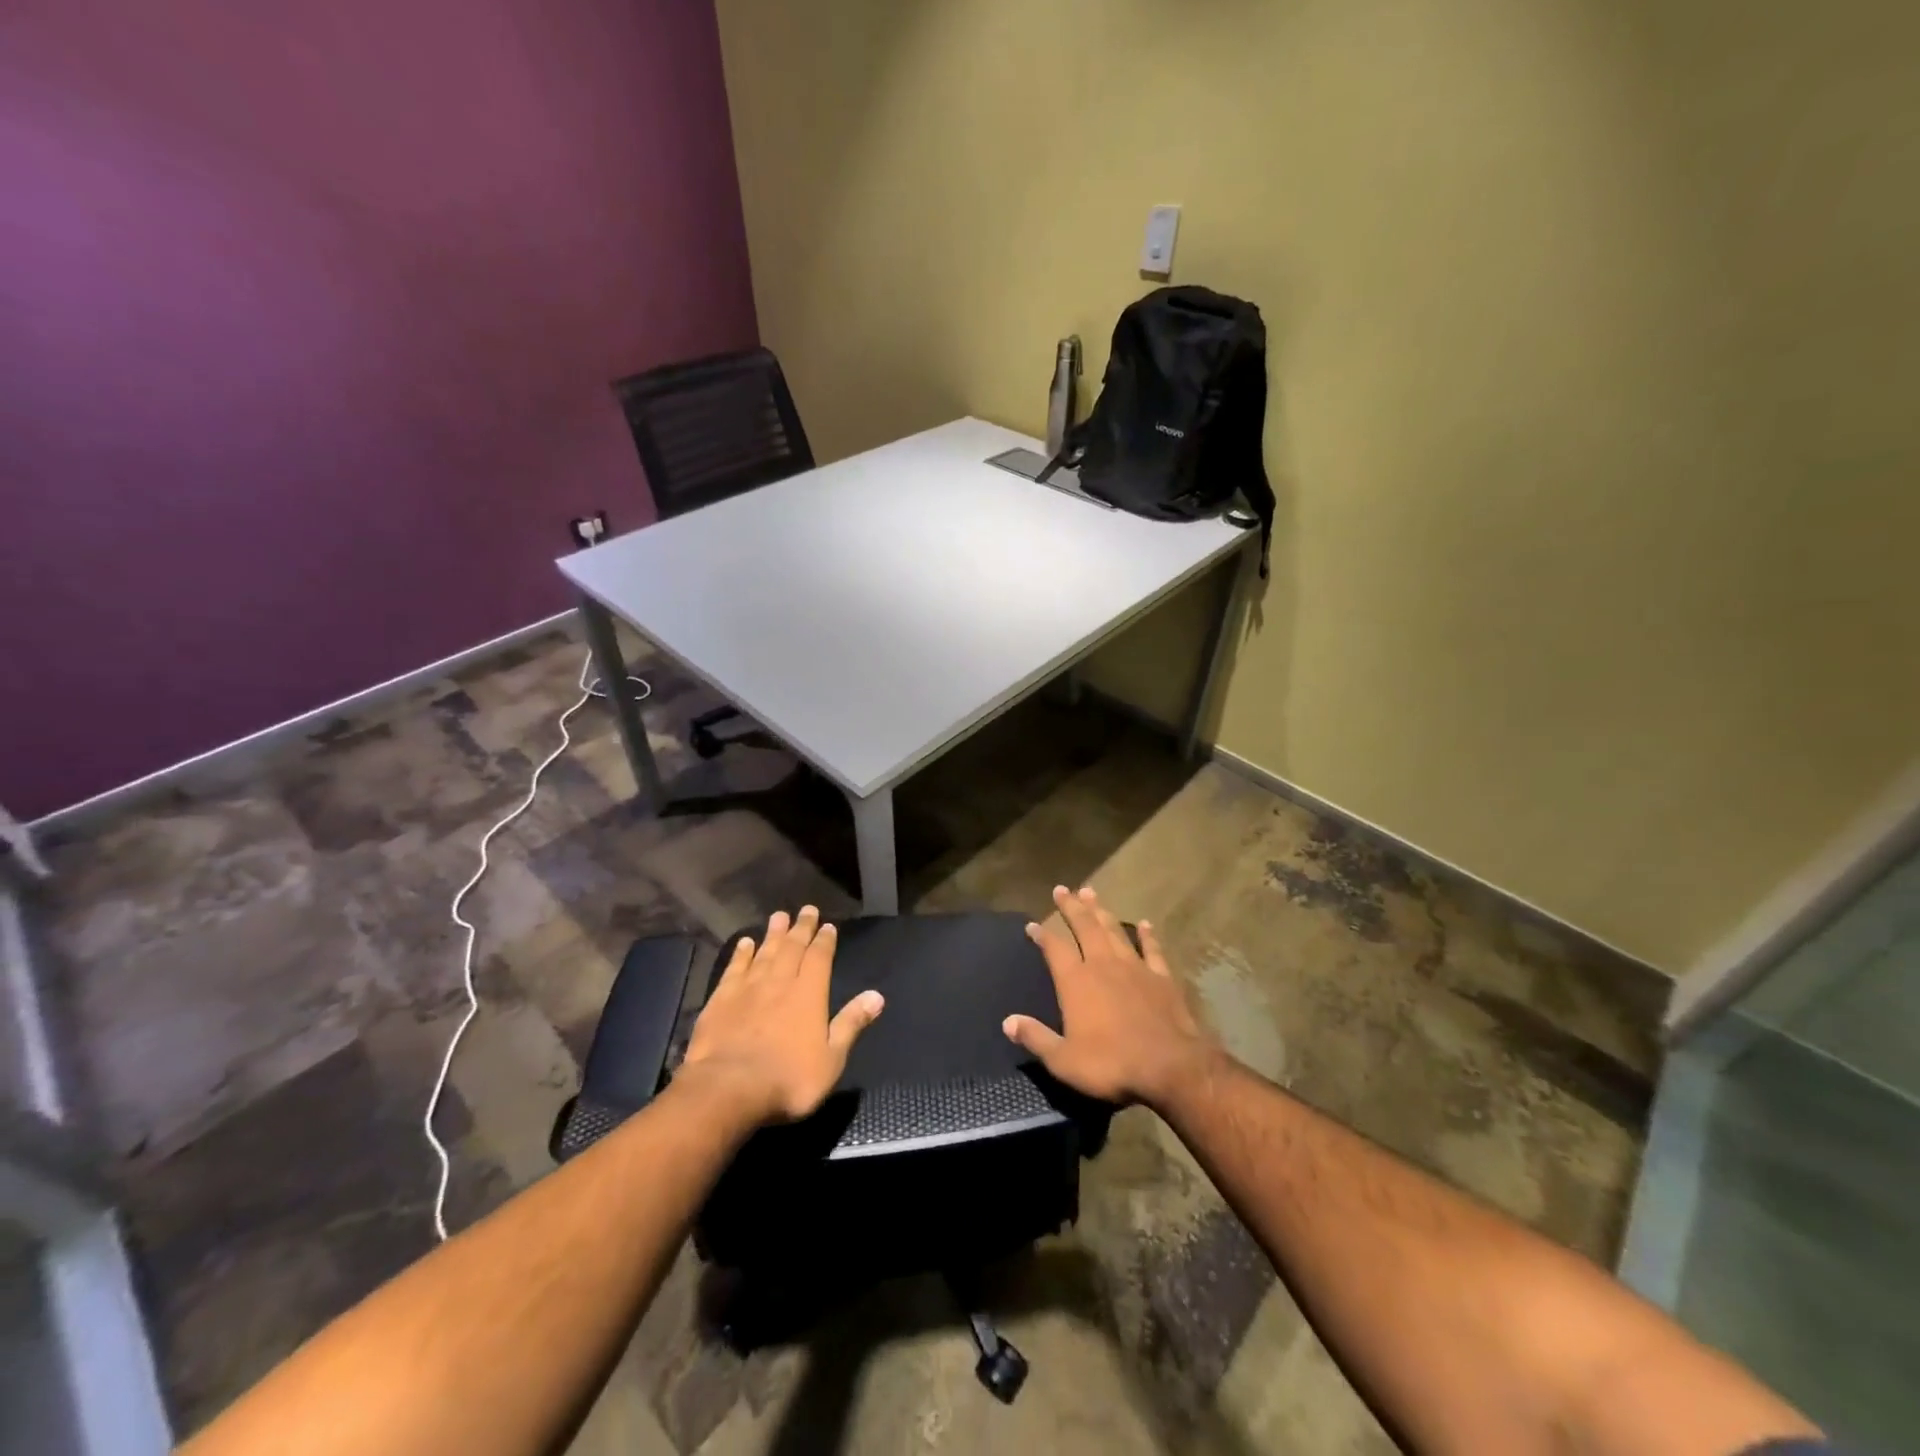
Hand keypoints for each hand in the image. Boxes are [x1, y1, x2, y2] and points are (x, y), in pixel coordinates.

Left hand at [678, 907, 884, 1124]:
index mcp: (809, 994)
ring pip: (764, 952)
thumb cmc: (787, 1080)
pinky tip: (744, 943)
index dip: (825, 941)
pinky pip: (734, 968)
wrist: (727, 1089)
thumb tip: (877, 996)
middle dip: (801, 928)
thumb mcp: (831, 1059)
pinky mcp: (721, 1000)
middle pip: (792, 948)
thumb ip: (851, 1024)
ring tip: (779, 916)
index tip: (828, 926)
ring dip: (773, 934)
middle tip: (807, 910)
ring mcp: (748, 988)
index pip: (820, 958)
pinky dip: (741, 954)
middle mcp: (780, 982)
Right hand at [1003, 886, 1222, 1109]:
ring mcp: (1135, 967)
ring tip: (1091, 893)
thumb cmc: (1111, 1064)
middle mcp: (1103, 964)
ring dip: (1101, 911)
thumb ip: (1036, 1038)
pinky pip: (1152, 948)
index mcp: (1076, 982)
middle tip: (1063, 889)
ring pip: (1114, 930)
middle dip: (1072, 907)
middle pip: (1084, 927)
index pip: (1055, 949)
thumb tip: (1007, 1022)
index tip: (1032, 924)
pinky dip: (1147, 935)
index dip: (1042, 935)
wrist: (1169, 1066)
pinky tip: (1144, 923)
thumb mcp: (1064, 1060)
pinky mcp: (1162, 977)